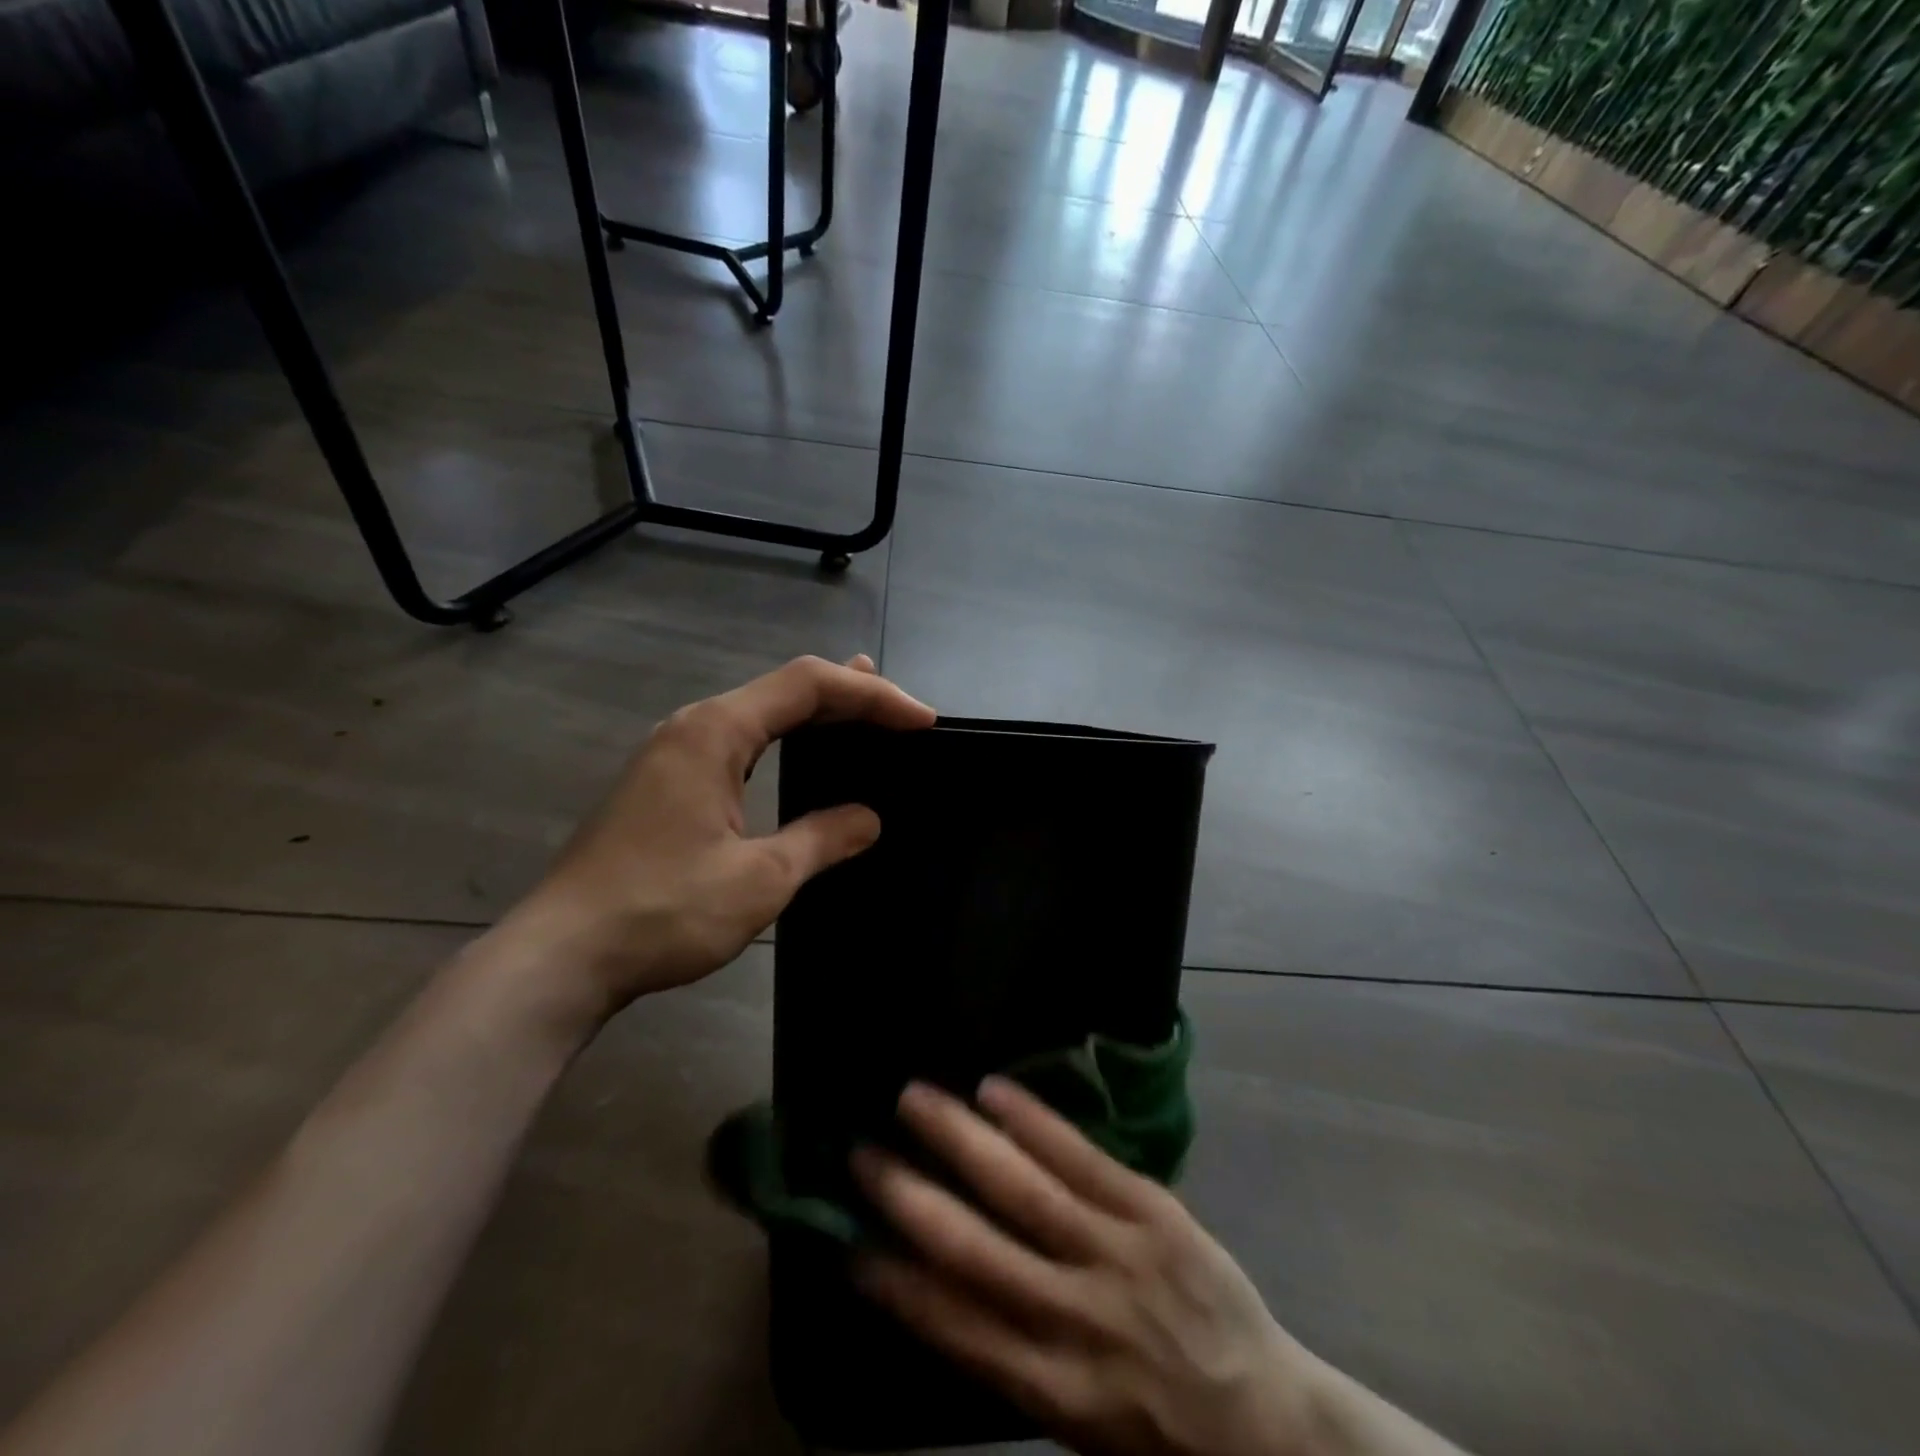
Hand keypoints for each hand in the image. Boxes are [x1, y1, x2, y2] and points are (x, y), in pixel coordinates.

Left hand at [500, 654, 933, 1020]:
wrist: (562, 956)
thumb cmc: (663, 911)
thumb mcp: (760, 877)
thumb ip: (822, 838)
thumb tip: (869, 819)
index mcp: (716, 731)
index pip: (809, 686)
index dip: (872, 695)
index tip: (921, 720)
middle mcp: (693, 726)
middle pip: (784, 688)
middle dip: (848, 694)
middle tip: (900, 709)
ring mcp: (674, 753)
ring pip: (760, 712)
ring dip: (815, 712)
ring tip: (862, 710)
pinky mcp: (665, 783)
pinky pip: (740, 741)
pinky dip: (784, 738)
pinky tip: (799, 753)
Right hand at [851, 1079, 1325, 1455]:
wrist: (1267, 1419)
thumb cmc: (1158, 1432)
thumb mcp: (1076, 1422)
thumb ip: (1011, 1354)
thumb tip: (939, 1283)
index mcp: (1050, 1386)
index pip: (952, 1325)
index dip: (892, 1281)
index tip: (845, 1239)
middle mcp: (1074, 1317)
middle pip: (974, 1249)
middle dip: (908, 1196)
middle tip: (860, 1153)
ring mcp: (1116, 1254)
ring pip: (1023, 1187)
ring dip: (960, 1138)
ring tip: (913, 1097)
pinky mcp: (1152, 1210)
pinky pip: (1082, 1156)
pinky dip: (1032, 1120)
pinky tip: (992, 1089)